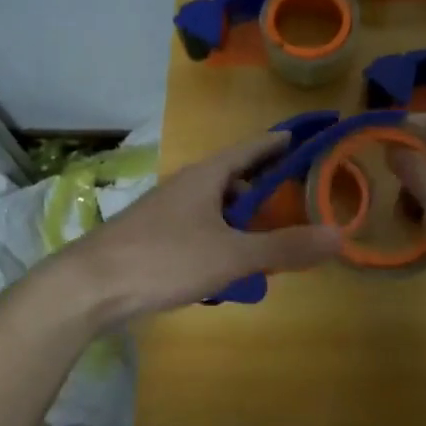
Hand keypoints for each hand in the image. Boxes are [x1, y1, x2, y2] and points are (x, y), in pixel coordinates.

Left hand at [50, 132, 343, 321]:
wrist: (86, 287)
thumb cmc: (164, 259)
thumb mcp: (232, 255)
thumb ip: (284, 247)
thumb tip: (339, 236)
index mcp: (207, 176)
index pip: (252, 148)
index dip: (279, 143)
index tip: (305, 137)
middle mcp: (186, 185)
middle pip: (234, 178)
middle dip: (265, 190)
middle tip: (296, 204)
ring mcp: (166, 210)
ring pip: (215, 207)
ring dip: (242, 220)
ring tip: (266, 244)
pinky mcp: (152, 236)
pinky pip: (199, 228)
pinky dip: (221, 239)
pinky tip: (226, 268)